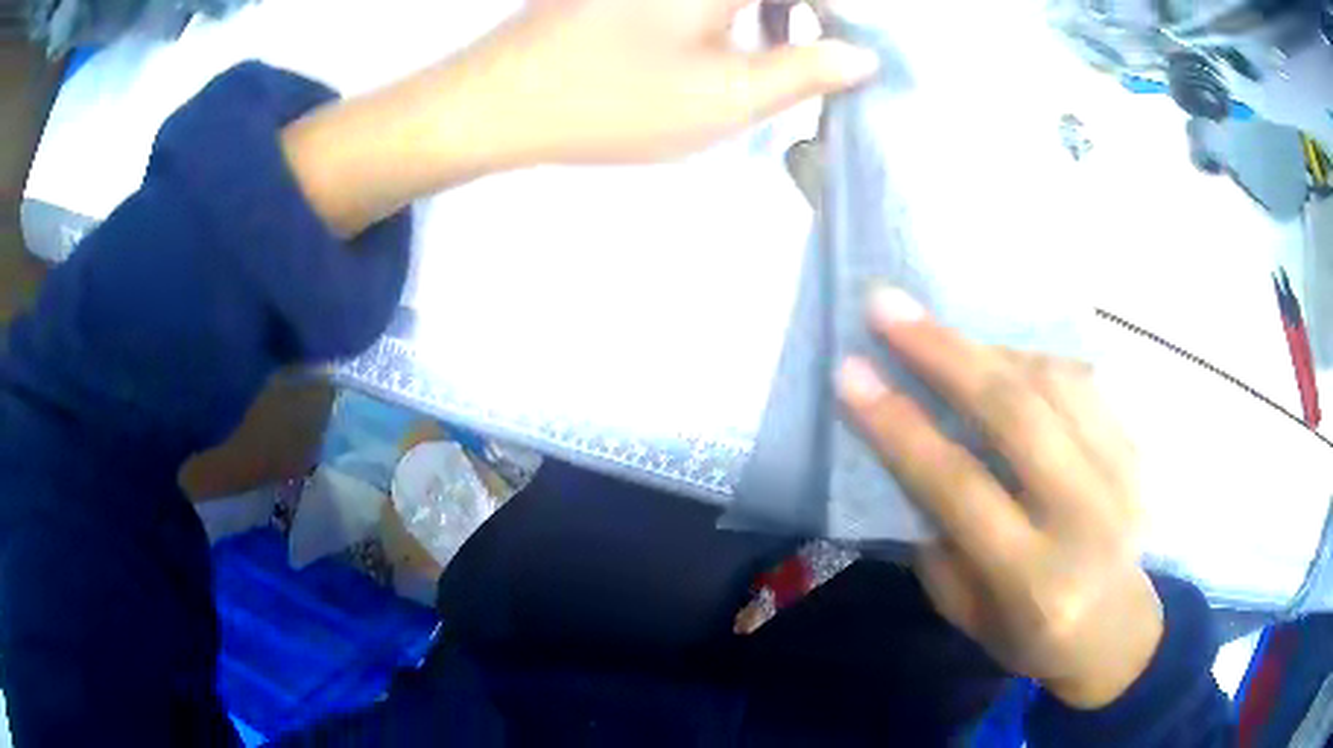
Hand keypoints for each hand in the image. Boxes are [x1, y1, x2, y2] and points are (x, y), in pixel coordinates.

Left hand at [283, 0, 876, 235]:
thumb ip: (807, 71)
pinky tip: (718, 42)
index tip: (852, 51)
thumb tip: (862, 56)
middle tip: (820, 55)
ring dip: (770, 9)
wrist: (495, 101)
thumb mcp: (726, 96)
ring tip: (772, 54)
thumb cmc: (613, 100)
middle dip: (806, 14)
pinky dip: (727, 9)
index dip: (839, 17)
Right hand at [835, 287, 1162, 709]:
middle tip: (888, 307)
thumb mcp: (967, 614)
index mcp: (1032, 579)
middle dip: (943, 353)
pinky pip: (1084, 382)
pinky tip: (1005, 360)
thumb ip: (939, 541)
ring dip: (989, 349)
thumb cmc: (1031, 637)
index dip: (900, 427)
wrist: (1117, 633)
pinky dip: (1036, 361)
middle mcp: (1084, 519)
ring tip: (942, 334)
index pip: (959, 488)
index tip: (850, 373)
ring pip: (1053, 382)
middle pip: (1015, 415)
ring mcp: (1121, 476)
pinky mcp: (1137, 451)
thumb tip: (913, 457)